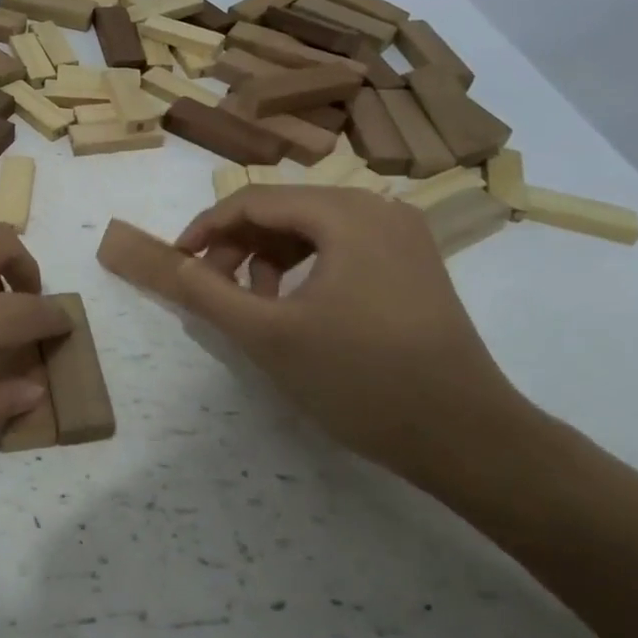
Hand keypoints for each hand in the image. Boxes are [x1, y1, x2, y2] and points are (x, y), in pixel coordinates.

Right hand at [149, 186, 535, 483]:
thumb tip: (170, 263)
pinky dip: (306, 269)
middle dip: (239, 246)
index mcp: (345, 213)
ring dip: (270, 258)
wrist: (467, 437)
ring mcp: (403, 235)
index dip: (206, 228)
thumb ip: (208, 294)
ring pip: (312, 230)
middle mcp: (378, 208)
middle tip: (214, 291)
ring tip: (255, 306)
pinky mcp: (414, 264)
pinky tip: (296, 308)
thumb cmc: (360, 380)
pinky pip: (342, 248)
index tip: (177, 262)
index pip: (253, 201)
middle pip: (284, 210)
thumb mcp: (268, 336)